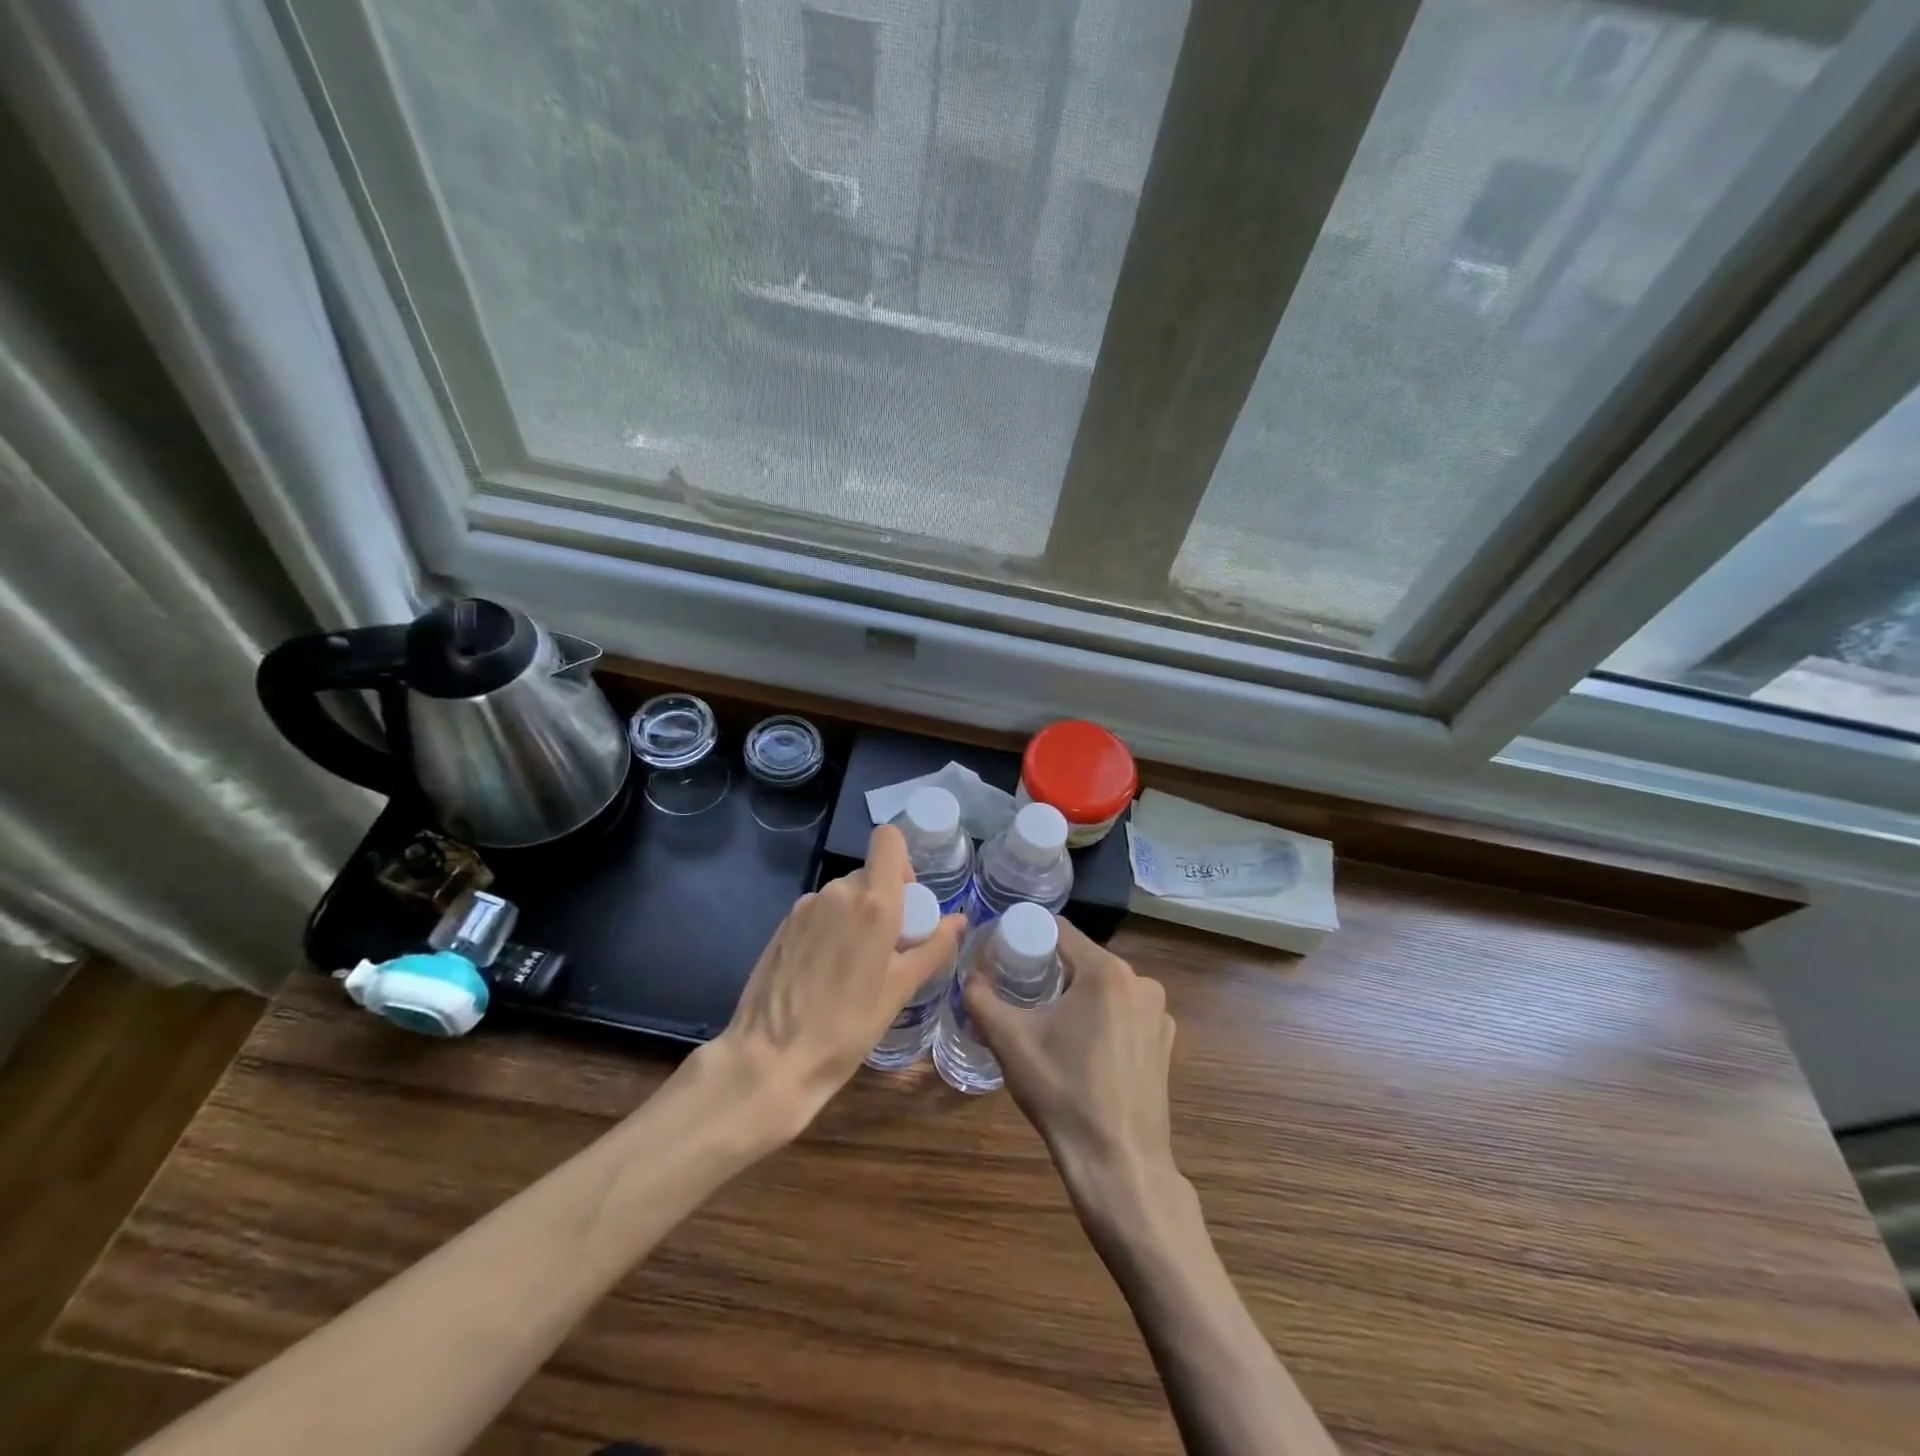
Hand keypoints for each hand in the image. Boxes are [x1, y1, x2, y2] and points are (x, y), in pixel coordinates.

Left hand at [709, 824, 963, 1139]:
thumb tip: (959, 920)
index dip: (902, 861)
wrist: (770, 1059)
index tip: (907, 900)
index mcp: (872, 901)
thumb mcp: (901, 989)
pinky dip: (830, 929)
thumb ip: (934, 947)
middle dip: (883, 901)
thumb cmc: (848, 1026)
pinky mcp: (782, 925)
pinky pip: (818, 913)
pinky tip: (824, 972)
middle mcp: (837, 892)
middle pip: (868, 874)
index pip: (888, 840)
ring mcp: (805, 906)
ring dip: (855, 917)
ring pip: (842, 895)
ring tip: (853, 966)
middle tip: (887, 948)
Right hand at [961, 918, 1177, 1209]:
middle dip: (1050, 969)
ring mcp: (1158, 1012)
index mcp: (1107, 971)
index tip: (1004, 954)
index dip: (1027, 936)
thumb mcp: (1010, 1042)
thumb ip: (982, 999)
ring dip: (1076, 994)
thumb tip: (970, 977)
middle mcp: (1141, 981)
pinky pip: (1124, 1011)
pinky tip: (1083, 1048)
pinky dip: (1102, 1018)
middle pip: (1082, 958)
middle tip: (1019, 991)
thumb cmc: (1063, 1093)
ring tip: (1048, 1022)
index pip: (1059, 930)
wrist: (1119, 1164)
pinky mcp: (1164, 1041)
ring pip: (1104, 985)